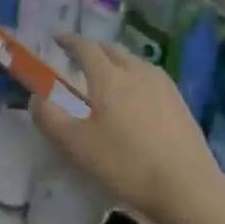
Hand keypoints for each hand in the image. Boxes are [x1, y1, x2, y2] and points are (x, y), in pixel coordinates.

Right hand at [34, 35, 222, 223]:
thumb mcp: (77, 146)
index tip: (57, 37)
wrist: (187, 186)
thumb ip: (51, 119)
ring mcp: (163, 85)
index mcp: (109, 77)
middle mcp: (136, 71)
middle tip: (79, 57)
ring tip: (107, 73)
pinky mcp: (179, 102)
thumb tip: (37, 98)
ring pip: (134, 61)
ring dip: (116, 61)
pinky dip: (135, 76)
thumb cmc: (126, 164)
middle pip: (111, 50)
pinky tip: (137, 95)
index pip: (85, 48)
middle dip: (93, 49)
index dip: (69, 40)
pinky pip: (150, 77)